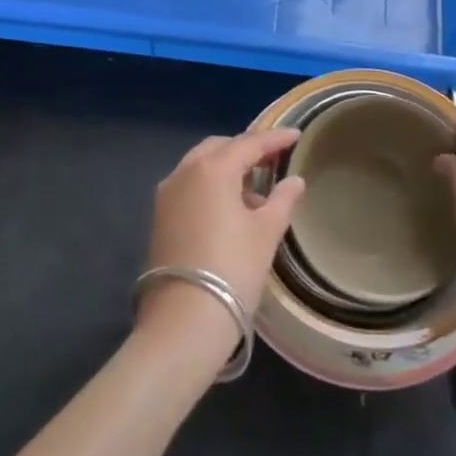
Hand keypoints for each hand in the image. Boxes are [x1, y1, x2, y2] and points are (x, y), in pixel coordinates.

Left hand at [138, 130, 304, 369]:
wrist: (184, 321)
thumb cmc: (233, 269)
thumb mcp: (266, 232)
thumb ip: (282, 200)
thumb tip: (294, 181)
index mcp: (213, 168)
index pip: (249, 143)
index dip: (275, 138)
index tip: (296, 135)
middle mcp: (185, 172)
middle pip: (220, 148)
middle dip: (246, 149)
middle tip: (273, 159)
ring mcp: (167, 194)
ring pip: (200, 166)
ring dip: (226, 168)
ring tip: (255, 190)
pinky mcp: (159, 217)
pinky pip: (189, 186)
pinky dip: (210, 186)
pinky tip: (229, 209)